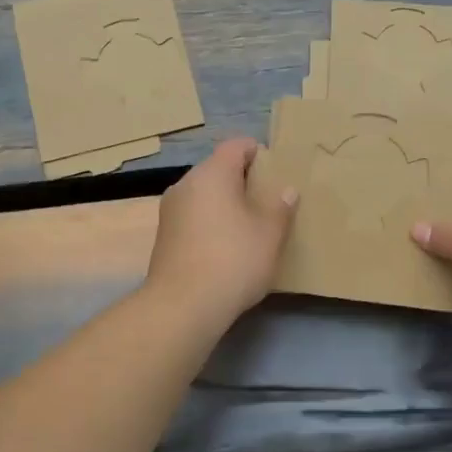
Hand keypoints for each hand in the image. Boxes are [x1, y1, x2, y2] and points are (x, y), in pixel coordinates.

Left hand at [146, 138, 297, 323]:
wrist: (182, 306)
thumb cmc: (233, 260)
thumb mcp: (269, 235)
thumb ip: (280, 208)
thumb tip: (287, 191)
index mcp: (212, 174)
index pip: (236, 145)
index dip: (257, 152)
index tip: (275, 171)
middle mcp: (186, 184)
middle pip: (218, 169)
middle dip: (242, 181)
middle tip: (267, 202)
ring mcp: (170, 210)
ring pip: (204, 195)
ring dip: (225, 204)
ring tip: (248, 226)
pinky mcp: (164, 236)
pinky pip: (193, 216)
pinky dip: (210, 222)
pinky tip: (225, 247)